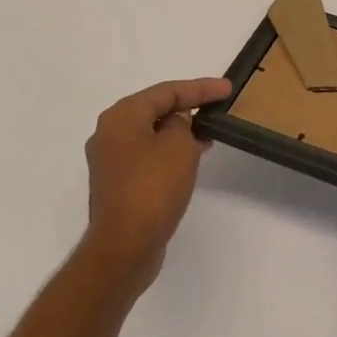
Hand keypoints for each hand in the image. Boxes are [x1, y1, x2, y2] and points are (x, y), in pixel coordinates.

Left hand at [82, 78, 230, 288]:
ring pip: (151, 134)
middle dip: (187, 107)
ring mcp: (110, 161)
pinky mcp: (116, 185)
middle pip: (155, 109)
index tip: (227, 89)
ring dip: (179, 132)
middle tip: (217, 108)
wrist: (124, 247)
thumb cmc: (153, 188)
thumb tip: (176, 125)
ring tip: (208, 134)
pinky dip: (168, 153)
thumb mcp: (179, 146)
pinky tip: (190, 160)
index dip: (200, 88)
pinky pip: (147, 156)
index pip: (166, 91)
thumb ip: (183, 124)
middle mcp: (109, 133)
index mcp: (121, 116)